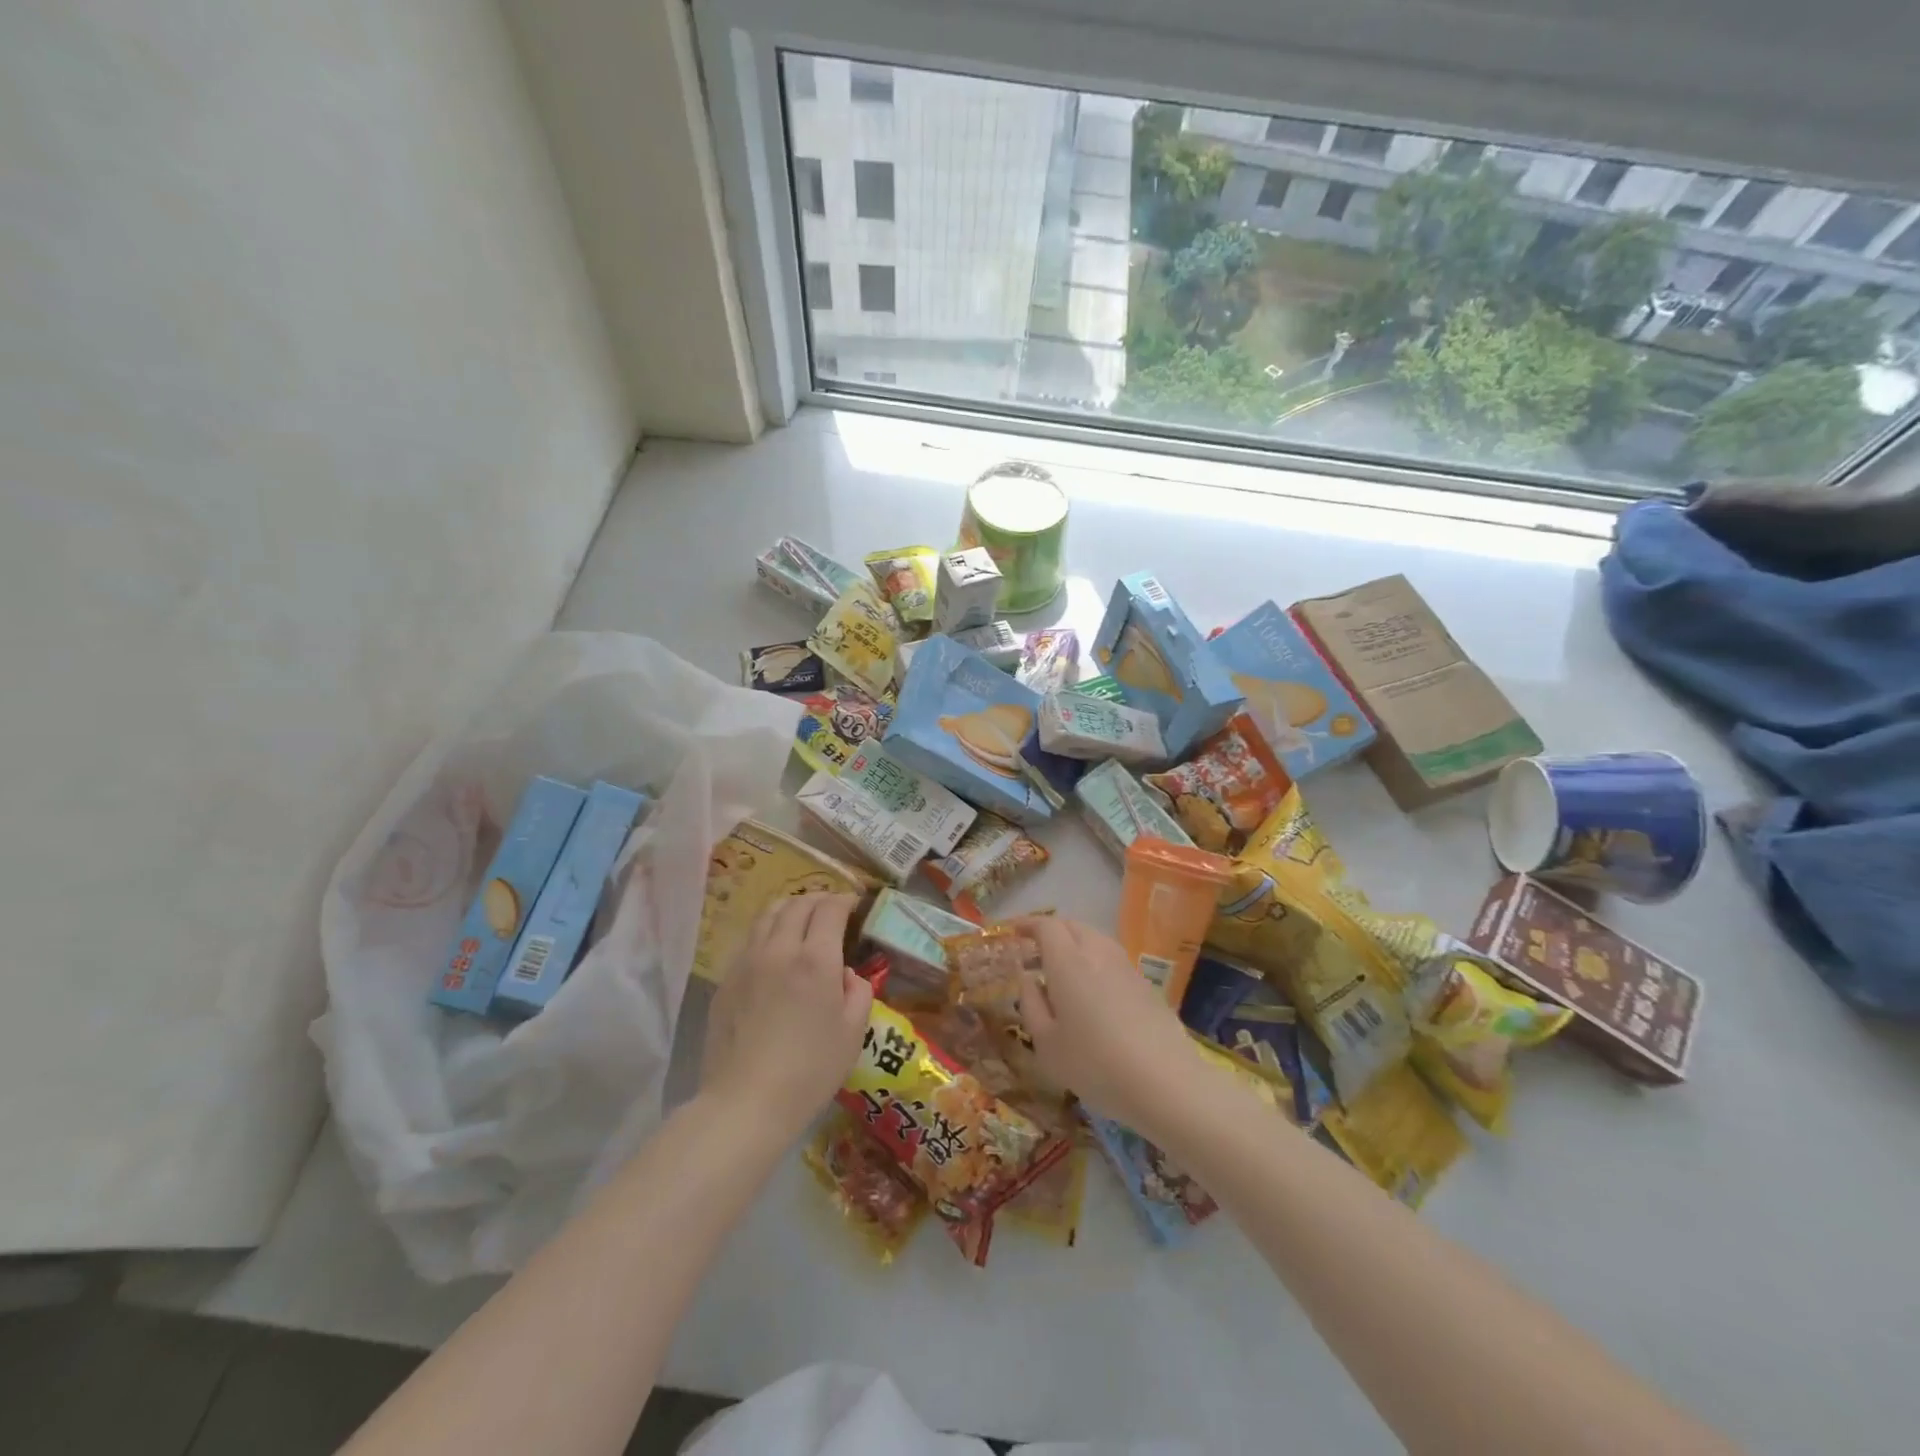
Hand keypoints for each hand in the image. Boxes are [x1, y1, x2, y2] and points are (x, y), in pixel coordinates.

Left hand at [703, 894, 872, 1136]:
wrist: (746, 1103)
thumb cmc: (810, 1070)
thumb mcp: (853, 1032)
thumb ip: (858, 991)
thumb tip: (845, 974)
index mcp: (815, 959)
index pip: (830, 909)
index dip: (845, 900)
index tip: (854, 904)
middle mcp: (779, 949)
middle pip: (797, 904)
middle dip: (818, 899)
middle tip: (831, 909)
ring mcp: (747, 962)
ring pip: (768, 915)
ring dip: (790, 909)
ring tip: (801, 919)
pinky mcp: (726, 981)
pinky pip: (750, 941)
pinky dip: (768, 932)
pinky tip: (775, 952)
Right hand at [1013, 916, 1202, 1137]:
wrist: (1166, 1083)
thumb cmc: (1095, 1064)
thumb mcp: (1047, 1044)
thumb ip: (1031, 1004)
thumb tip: (1027, 978)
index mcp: (1068, 961)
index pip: (1046, 926)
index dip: (1027, 924)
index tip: (1013, 930)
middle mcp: (1098, 953)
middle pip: (1072, 926)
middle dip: (1050, 931)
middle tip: (1034, 952)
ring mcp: (1126, 967)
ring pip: (1095, 940)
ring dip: (1075, 945)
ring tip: (1062, 972)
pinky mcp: (1146, 985)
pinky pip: (1112, 960)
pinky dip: (1095, 963)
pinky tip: (1092, 994)